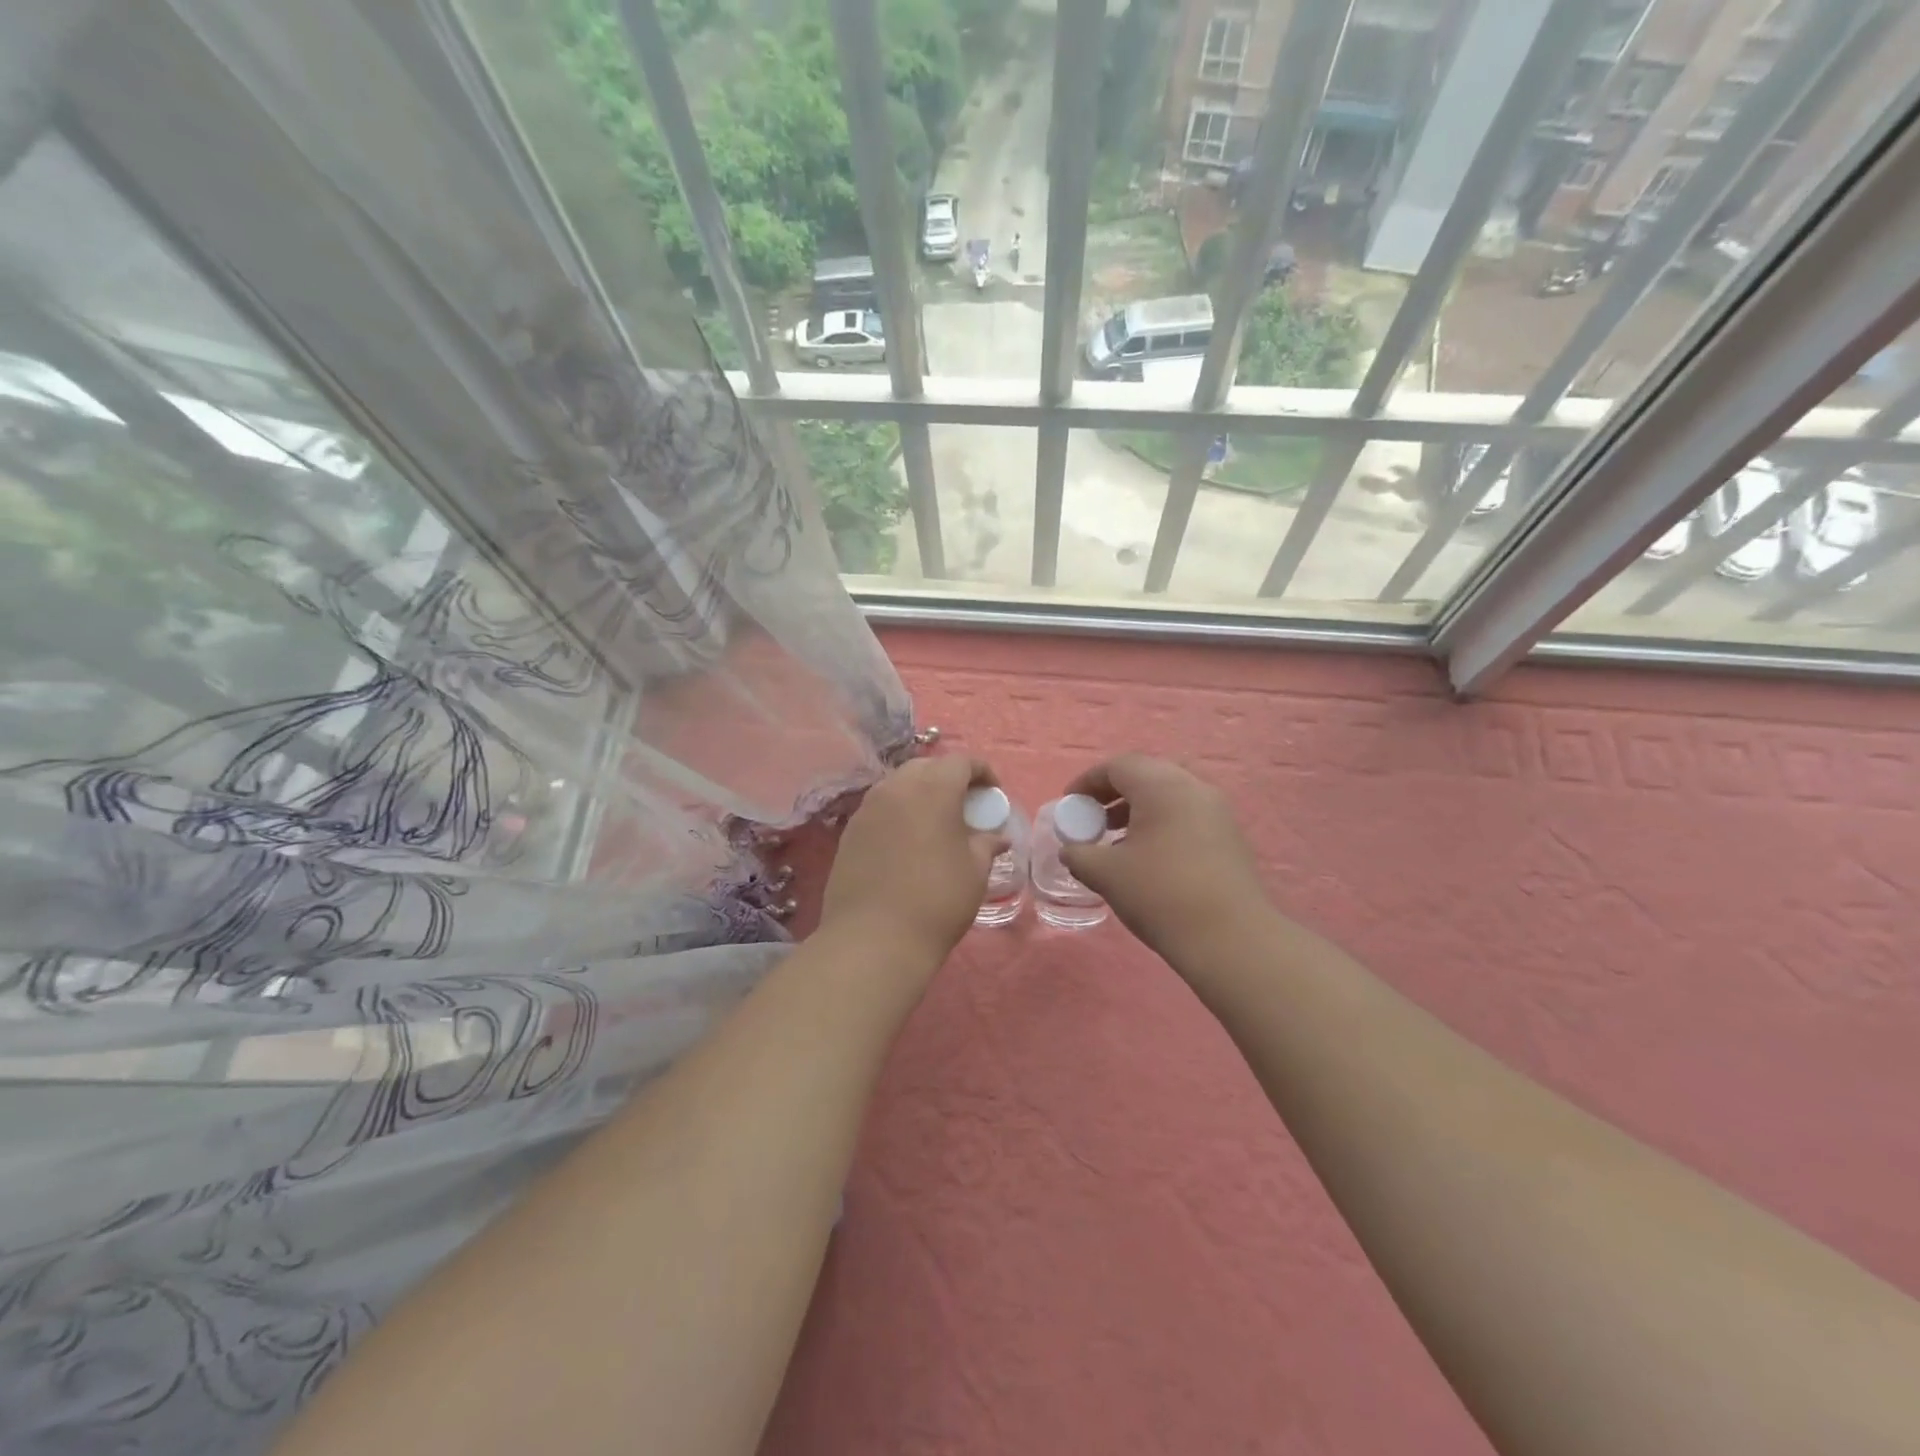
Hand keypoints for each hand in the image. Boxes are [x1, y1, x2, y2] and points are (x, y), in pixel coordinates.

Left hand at [818, 755, 1006, 962]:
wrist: (874, 939)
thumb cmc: (937, 900)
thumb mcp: (974, 872)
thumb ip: (986, 844)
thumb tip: (996, 837)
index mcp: (933, 789)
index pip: (961, 762)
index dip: (982, 772)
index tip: (992, 795)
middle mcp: (896, 787)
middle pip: (927, 767)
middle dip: (949, 778)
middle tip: (964, 806)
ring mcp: (868, 808)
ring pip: (899, 785)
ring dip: (920, 793)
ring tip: (935, 823)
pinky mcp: (850, 831)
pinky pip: (880, 807)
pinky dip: (898, 812)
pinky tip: (907, 842)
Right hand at [1060, 755, 1270, 961]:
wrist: (1230, 939)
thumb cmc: (1160, 895)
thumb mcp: (1106, 874)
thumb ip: (1079, 854)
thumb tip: (1071, 850)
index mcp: (1161, 786)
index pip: (1118, 766)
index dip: (1088, 781)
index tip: (1069, 804)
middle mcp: (1193, 788)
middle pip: (1146, 775)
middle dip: (1113, 793)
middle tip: (1093, 819)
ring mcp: (1217, 811)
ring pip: (1169, 795)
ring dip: (1138, 810)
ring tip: (1116, 841)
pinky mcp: (1230, 837)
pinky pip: (1187, 815)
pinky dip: (1161, 824)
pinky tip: (1148, 858)